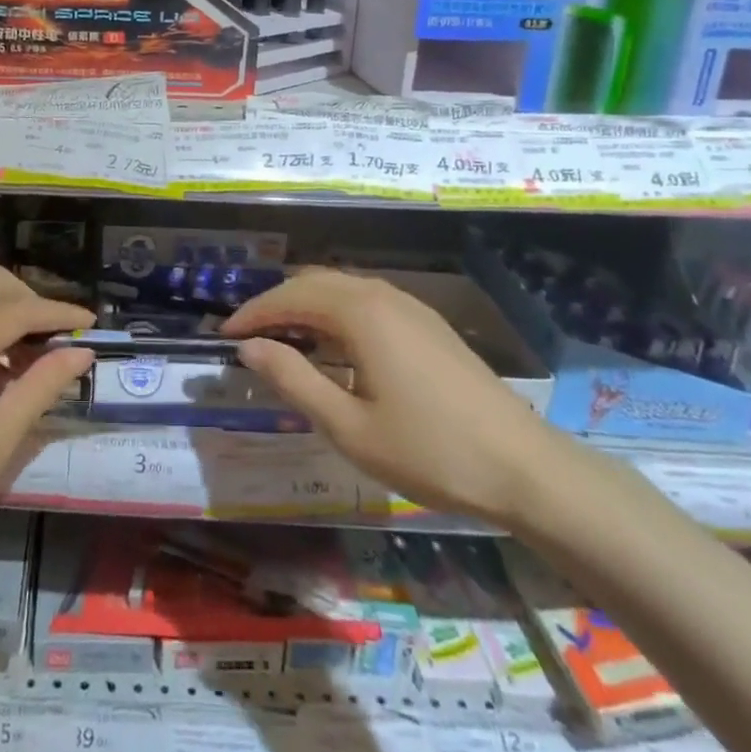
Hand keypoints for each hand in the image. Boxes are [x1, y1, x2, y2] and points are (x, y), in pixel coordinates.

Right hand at [224, 270, 559, 524]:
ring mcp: (412, 308)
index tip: (224, 335)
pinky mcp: (429, 325)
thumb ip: (293, 379)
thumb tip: (250, 348)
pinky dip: (335, 314)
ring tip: (283, 341)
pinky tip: (333, 349)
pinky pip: (368, 303)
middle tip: (248, 337)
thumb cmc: (430, 451)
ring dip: (306, 307)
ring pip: (343, 290)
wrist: (526, 469)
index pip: (290, 296)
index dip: (253, 313)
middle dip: (276, 304)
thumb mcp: (348, 425)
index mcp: (361, 313)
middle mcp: (384, 296)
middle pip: (315, 282)